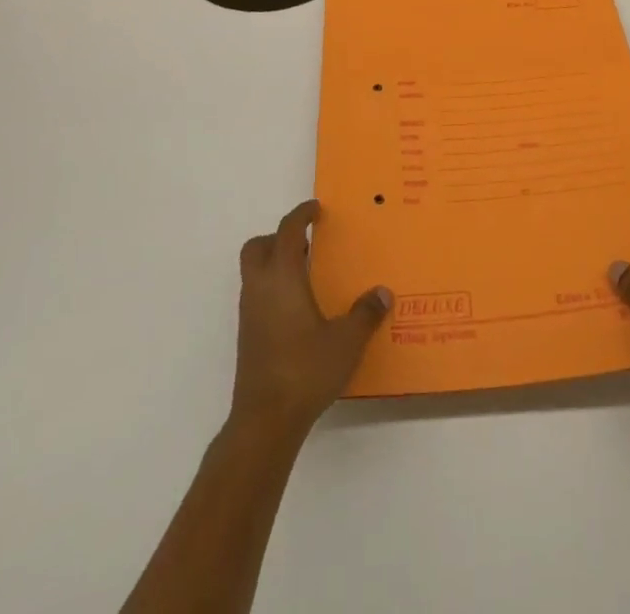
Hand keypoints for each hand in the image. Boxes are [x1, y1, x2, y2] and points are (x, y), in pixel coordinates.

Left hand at [230, 200, 391, 439]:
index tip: (317, 210)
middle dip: (279, 237)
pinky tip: (297, 308)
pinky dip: (273, 287)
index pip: (287, 231)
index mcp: (283, 277)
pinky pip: (256, 294)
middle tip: (307, 243)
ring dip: (275, 262)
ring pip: (254, 271)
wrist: (265, 419)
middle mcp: (260, 288)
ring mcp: (249, 312)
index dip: (301, 215)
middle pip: (258, 246)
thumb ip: (365, 314)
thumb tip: (382, 293)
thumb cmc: (305, 369)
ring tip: (307, 274)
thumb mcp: (346, 341)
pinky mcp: (247, 335)